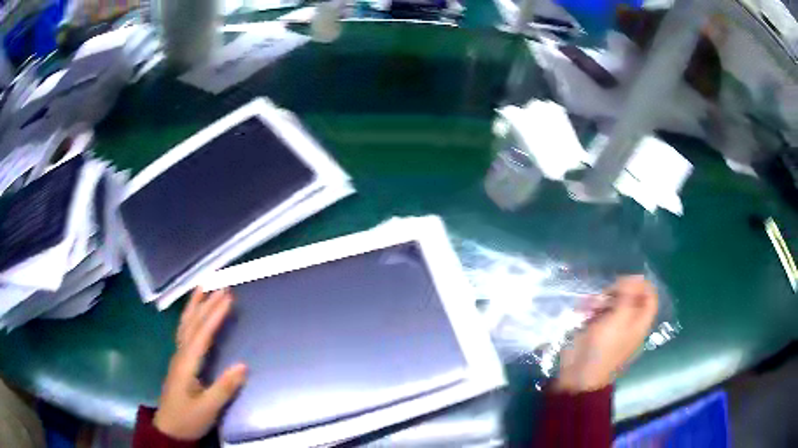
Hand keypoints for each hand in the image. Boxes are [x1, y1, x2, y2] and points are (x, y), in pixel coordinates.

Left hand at [154, 288, 246, 440]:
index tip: (228, 298)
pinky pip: (184, 332)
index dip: (215, 315)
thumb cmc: (188, 419)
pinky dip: (190, 318)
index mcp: (187, 363)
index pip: (202, 334)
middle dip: (206, 304)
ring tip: (202, 288)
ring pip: (185, 325)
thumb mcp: (208, 408)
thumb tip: (244, 365)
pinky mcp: (180, 362)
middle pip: (192, 324)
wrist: (170, 429)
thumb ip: (224, 387)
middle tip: (221, 286)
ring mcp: (178, 357)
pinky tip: (194, 316)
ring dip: (194, 306)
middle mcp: (180, 354)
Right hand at [556, 276, 657, 392]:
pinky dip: (591, 308)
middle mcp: (629, 323)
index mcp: (640, 323)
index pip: (650, 297)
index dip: (641, 285)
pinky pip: (598, 312)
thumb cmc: (603, 348)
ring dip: (601, 299)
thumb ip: (629, 296)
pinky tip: (582, 311)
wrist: (579, 374)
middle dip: (617, 291)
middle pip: (631, 297)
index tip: (626, 281)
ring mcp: (612, 327)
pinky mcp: (597, 330)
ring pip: (613, 303)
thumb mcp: (619, 319)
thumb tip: (636, 276)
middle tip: (606, 293)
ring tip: (589, 305)